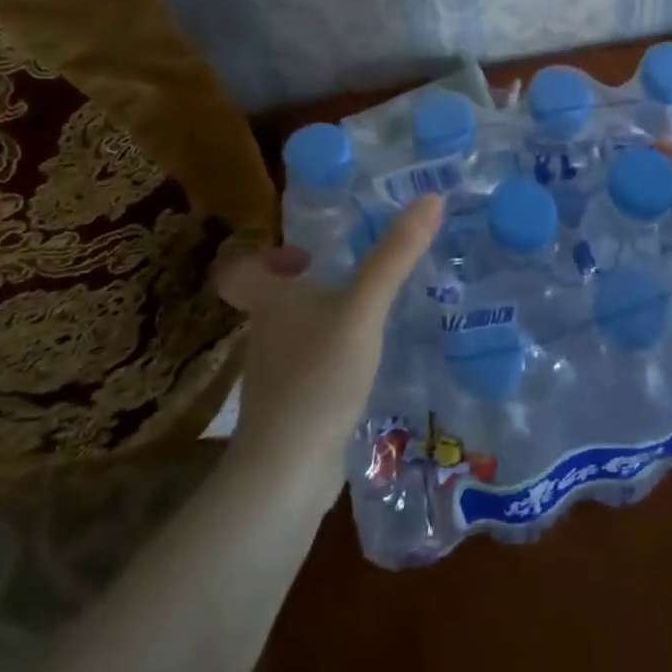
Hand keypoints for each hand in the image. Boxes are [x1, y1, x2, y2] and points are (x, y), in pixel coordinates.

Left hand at [211, 197, 441, 488]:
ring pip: (296, 336)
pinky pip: (311, 371)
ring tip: (373, 318)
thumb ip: (395, 256)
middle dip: (312, 287)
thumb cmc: (318, 377)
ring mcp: (276, 376)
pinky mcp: (292, 410)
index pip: (240, 270)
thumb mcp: (363, 309)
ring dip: (326, 324)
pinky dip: (332, 362)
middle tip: (357, 278)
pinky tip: (367, 367)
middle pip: (276, 301)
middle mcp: (265, 335)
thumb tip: (431, 198)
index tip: (307, 255)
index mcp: (271, 303)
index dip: (263, 257)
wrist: (288, 473)